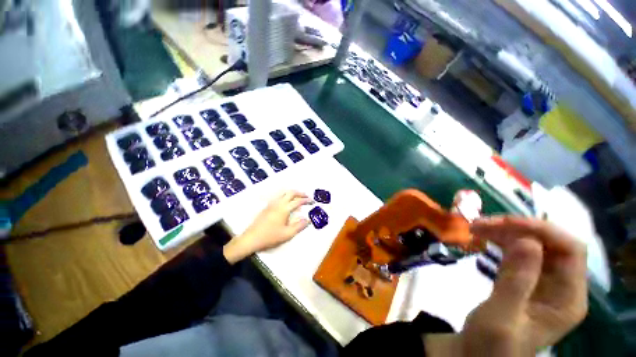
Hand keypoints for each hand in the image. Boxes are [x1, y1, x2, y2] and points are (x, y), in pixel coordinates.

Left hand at [223, 191, 311, 263]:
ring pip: (284, 193)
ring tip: (298, 198)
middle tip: (307, 196)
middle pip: (291, 193)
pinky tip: (287, 203)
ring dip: (292, 193)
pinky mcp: (267, 206)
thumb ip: (299, 226)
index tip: (313, 201)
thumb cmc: (270, 236)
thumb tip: (308, 220)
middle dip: (300, 193)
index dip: (306, 200)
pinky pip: (279, 196)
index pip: (298, 201)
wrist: (251, 238)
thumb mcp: (287, 234)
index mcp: (284, 209)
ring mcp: (272, 204)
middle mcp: (278, 203)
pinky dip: (286, 196)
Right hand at [433, 217, 586, 355]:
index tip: (506, 223)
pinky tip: (484, 237)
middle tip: (482, 224)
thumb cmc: (492, 342)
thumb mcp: (503, 316)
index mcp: (568, 299)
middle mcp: (563, 286)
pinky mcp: (528, 278)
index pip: (570, 250)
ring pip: (533, 243)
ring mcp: (545, 282)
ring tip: (476, 227)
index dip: (543, 230)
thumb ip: (517, 281)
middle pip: (551, 243)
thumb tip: (527, 241)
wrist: (478, 351)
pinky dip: (502, 240)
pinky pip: (519, 251)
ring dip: (505, 231)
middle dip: (518, 228)